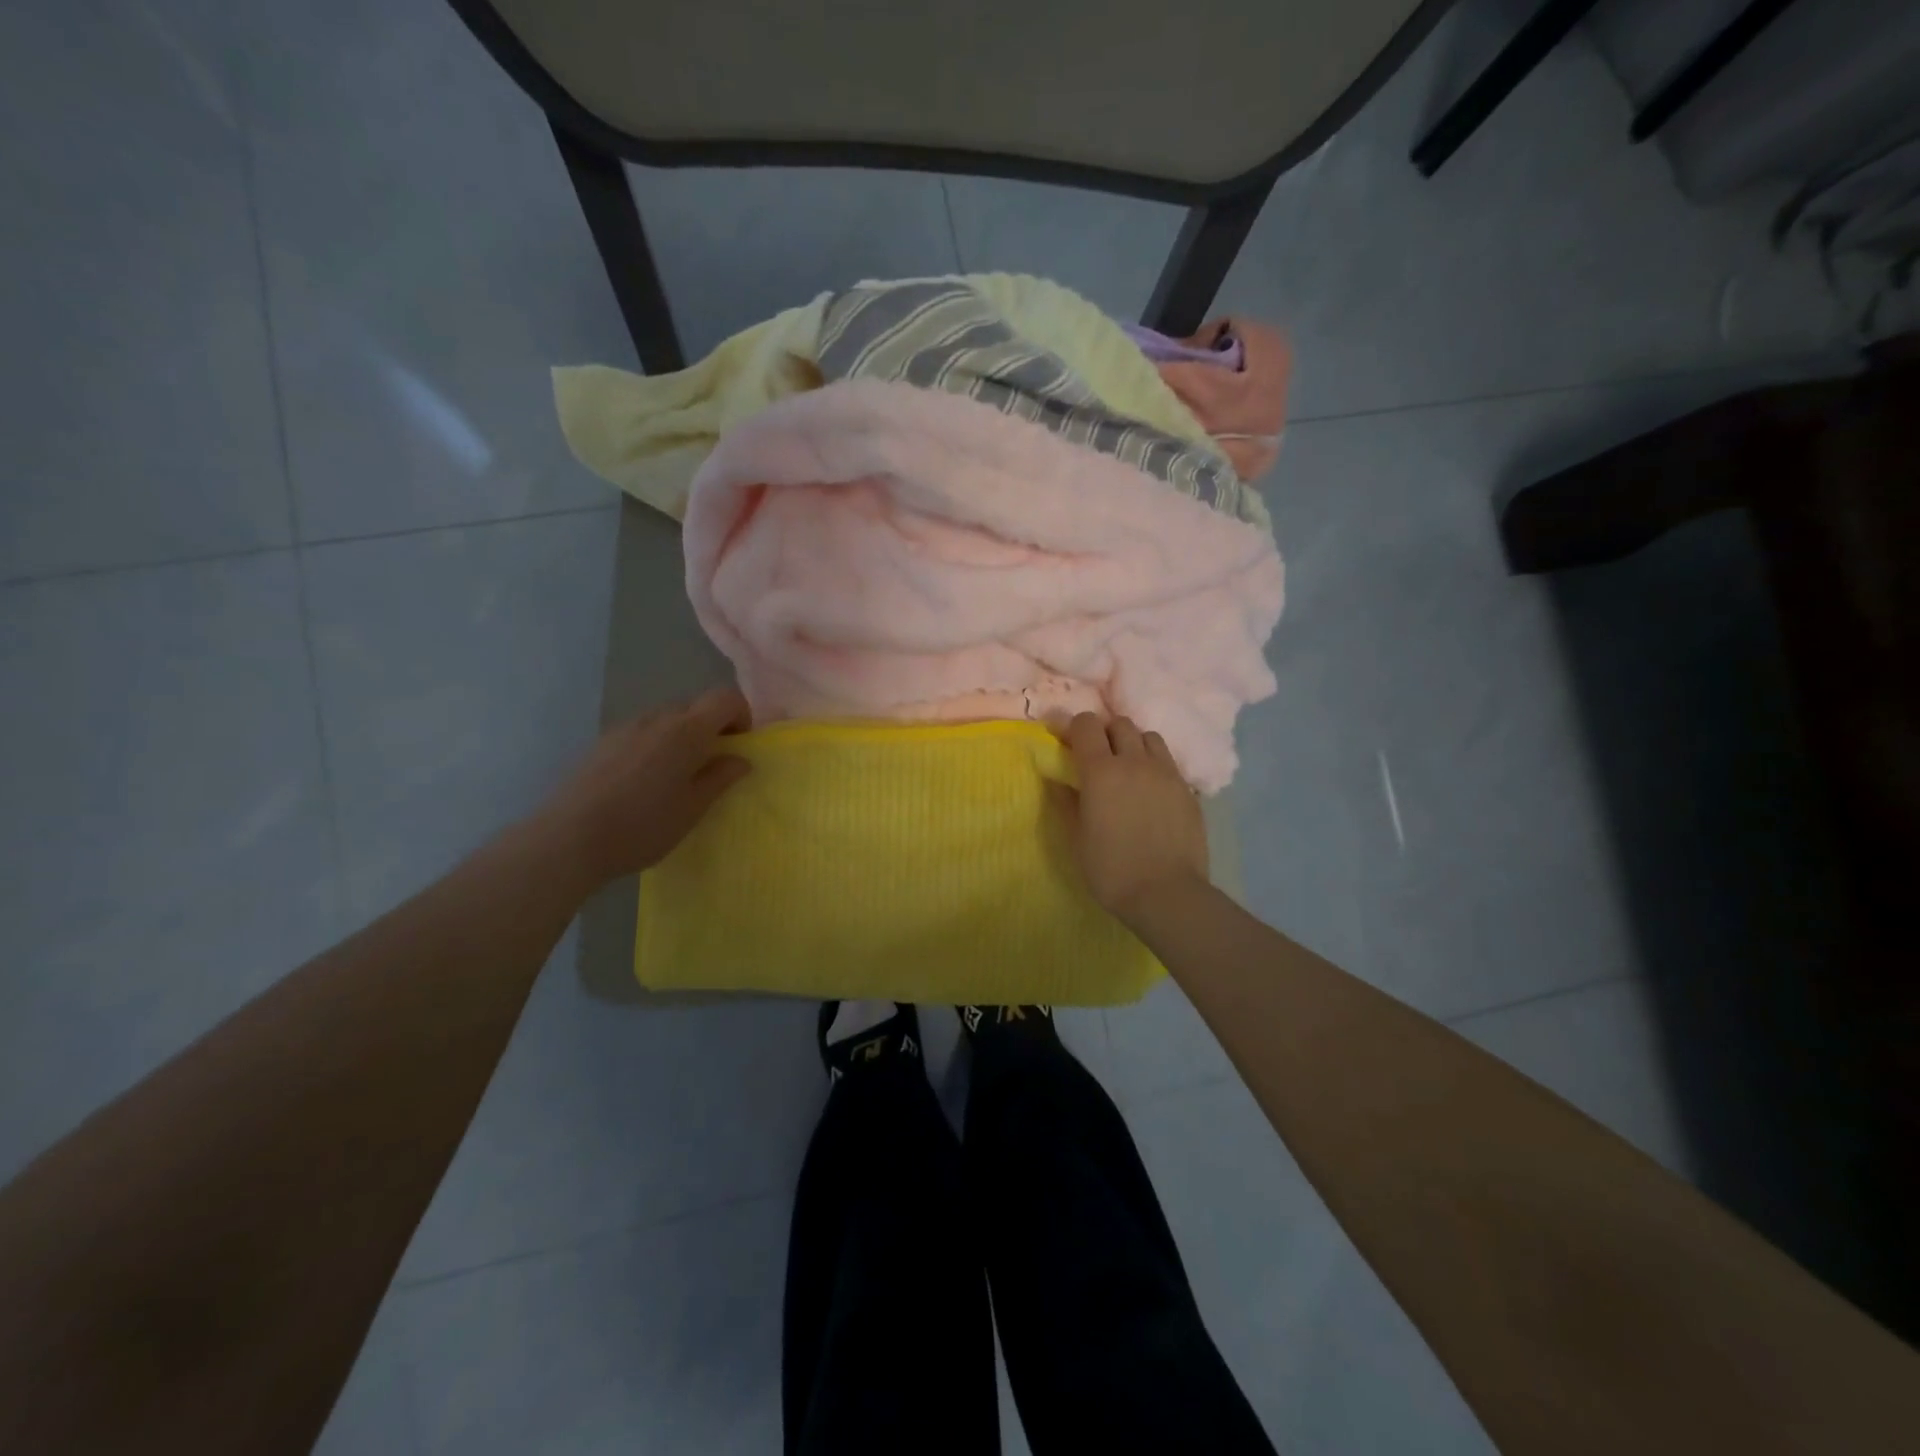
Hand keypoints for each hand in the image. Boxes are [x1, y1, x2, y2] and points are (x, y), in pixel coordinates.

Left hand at [531, 689, 751, 888]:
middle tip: (712, 764)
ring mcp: (626, 727)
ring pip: (667, 718)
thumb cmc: (643, 826)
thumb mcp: (693, 808)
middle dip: (712, 727)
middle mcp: (657, 718)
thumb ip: (720, 778)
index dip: (741, 716)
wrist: (569, 839)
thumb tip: (740, 759)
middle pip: (696, 705)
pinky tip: (644, 781)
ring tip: (677, 775)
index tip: (738, 747)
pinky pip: (642, 731)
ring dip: (683, 736)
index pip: (726, 698)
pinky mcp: (603, 741)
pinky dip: (656, 744)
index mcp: (686, 731)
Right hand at [1056, 712, 1207, 925]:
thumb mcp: (1077, 838)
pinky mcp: (1188, 789)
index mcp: (1101, 771)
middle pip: (1120, 724)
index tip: (1065, 741)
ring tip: (1128, 769)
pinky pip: (1169, 763)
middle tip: (1097, 757)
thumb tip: (1058, 778)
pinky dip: (1155, 766)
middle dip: (1105, 733)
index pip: (1086, 724)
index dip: (1073, 727)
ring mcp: (1166, 773)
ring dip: (1134, 744)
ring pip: (1149, 737)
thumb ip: (1067, 801)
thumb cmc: (1111, 870)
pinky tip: (1151, 791)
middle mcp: (1135, 762)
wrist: (1167, 893)